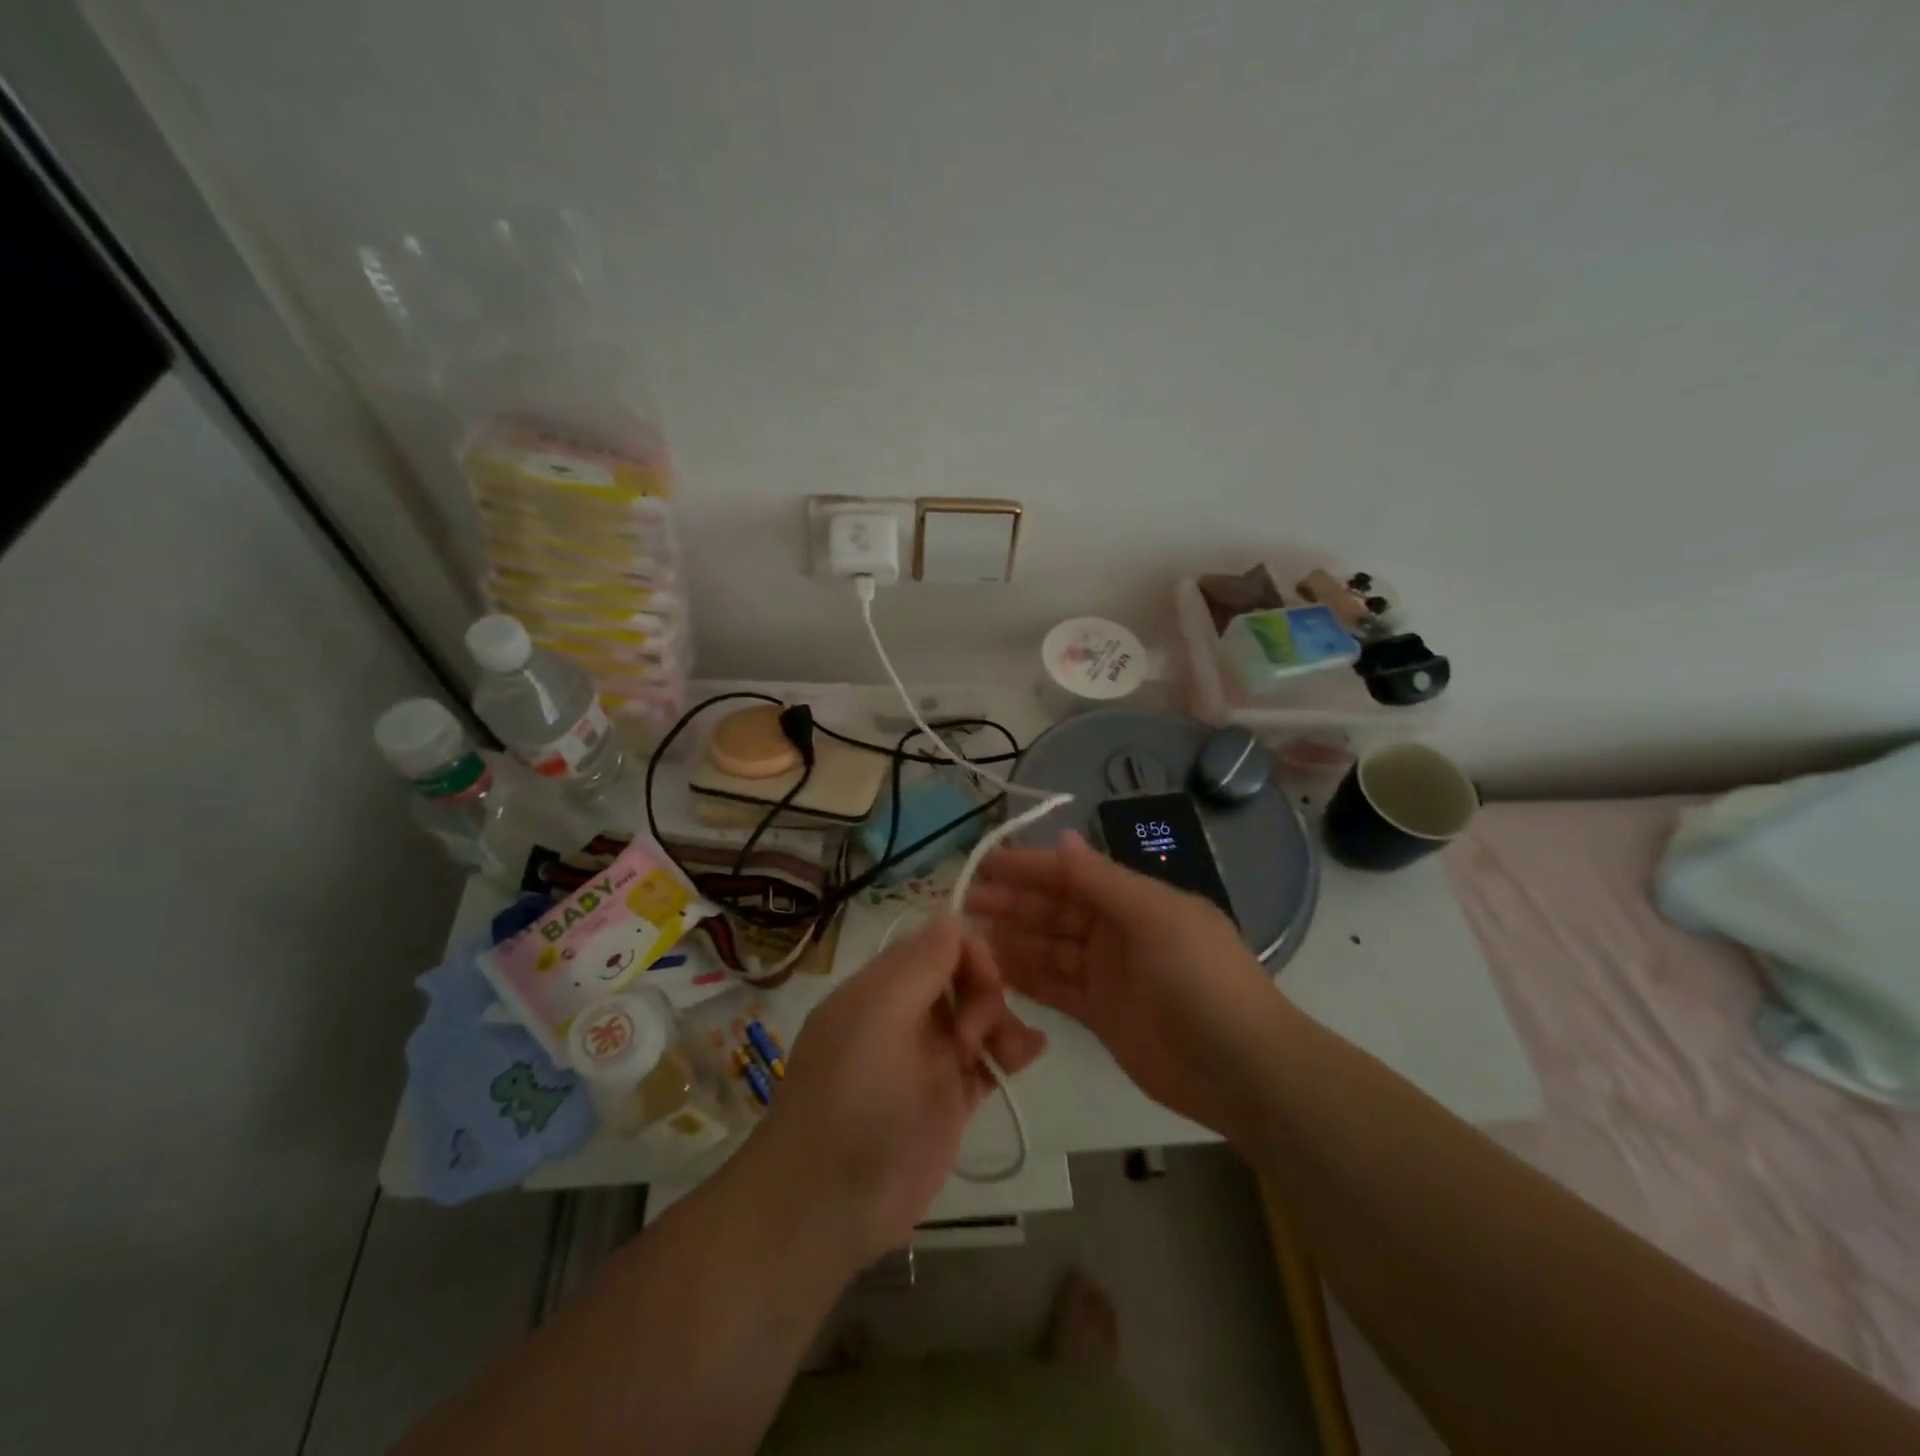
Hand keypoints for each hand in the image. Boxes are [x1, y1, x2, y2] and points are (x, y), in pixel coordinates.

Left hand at [755, 915, 1045, 1264]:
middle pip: (962, 978)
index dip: (967, 954)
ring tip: (1013, 1052)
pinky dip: (1011, 1051)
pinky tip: (1030, 1053)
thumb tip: (951, 916)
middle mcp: (905, 1015)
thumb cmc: (853, 1098)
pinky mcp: (948, 1099)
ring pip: (979, 1017)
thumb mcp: (879, 1017)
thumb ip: (918, 964)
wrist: (829, 1204)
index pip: (936, 944)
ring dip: (1004, 1021)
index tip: (982, 983)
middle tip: (978, 1033)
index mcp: (881, 988)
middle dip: (986, 992)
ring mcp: (928, 1059)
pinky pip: (988, 1061)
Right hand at [966, 830, 1285, 1137]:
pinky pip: (1055, 987)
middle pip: (1056, 910)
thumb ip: (1103, 881)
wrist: (1243, 1070)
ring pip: (1050, 948)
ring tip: (971, 936)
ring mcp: (1108, 974)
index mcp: (1136, 900)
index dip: (1030, 868)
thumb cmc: (1201, 979)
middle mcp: (1118, 931)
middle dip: (1013, 903)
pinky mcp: (1100, 1014)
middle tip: (965, 903)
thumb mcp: (1156, 918)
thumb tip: (1062, 837)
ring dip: (1014, 939)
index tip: (986, 865)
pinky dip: (1028, 977)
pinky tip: (996, 970)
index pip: (1073, 875)